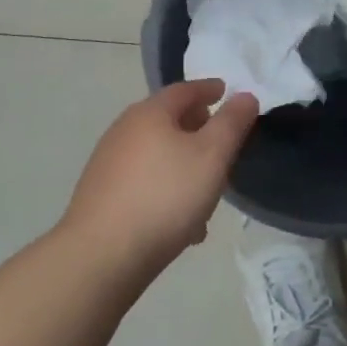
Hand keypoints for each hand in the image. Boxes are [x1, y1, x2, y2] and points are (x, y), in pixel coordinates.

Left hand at [60, 80, 259, 274]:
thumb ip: (232, 122)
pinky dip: (166, 188)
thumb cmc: (165, 196)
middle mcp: (124, 130)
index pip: (184, 89)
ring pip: (157, 154)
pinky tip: (182, 222)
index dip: (209, 89)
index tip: (226, 92)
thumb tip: (244, 96)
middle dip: (197, 128)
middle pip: (168, 120)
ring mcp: (108, 163)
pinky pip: (144, 182)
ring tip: (207, 190)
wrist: (101, 256)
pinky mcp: (101, 195)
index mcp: (150, 113)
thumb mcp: (212, 155)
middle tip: (222, 141)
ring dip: (184, 164)